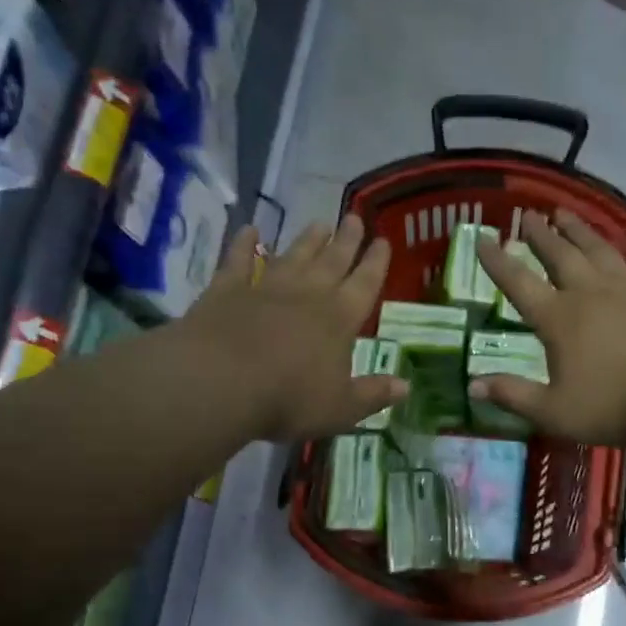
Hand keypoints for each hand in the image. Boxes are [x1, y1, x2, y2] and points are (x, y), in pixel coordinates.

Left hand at [183, 215, 407, 441]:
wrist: (220, 381)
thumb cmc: (289, 399)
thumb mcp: (340, 408)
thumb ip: (373, 395)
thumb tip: (405, 387)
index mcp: (340, 319)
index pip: (365, 284)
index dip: (376, 262)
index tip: (383, 241)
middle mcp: (308, 294)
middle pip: (332, 260)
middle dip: (346, 240)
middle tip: (354, 217)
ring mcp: (266, 287)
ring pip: (293, 255)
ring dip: (307, 239)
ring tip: (319, 223)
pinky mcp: (227, 288)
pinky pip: (238, 259)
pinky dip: (244, 244)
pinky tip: (249, 230)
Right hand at [473, 211, 625, 446]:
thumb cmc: (615, 407)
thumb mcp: (554, 412)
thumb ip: (513, 395)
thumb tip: (472, 384)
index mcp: (559, 320)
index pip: (519, 284)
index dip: (497, 262)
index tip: (482, 239)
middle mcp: (590, 294)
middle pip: (560, 256)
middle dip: (540, 235)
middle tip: (527, 214)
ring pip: (599, 250)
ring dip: (580, 230)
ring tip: (564, 212)